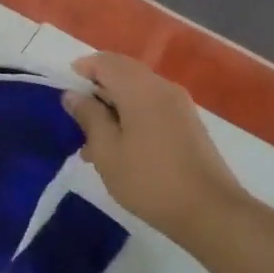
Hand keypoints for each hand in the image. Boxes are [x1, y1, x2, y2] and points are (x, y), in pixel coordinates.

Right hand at [62, 53, 247, 243]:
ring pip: (137, 90)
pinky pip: (152, 105)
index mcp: (140, 88)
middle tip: (76, 117)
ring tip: (93, 141)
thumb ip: (89, 117)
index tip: (64, 92)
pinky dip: (131, 114)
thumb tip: (72, 94)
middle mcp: (162, 87)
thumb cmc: (149, 181)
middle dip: (97, 87)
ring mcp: (179, 104)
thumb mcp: (107, 152)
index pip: (105, 62)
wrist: (209, 210)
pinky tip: (120, 147)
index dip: (82, 69)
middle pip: (123, 71)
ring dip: (113, 105)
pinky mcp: (188, 123)